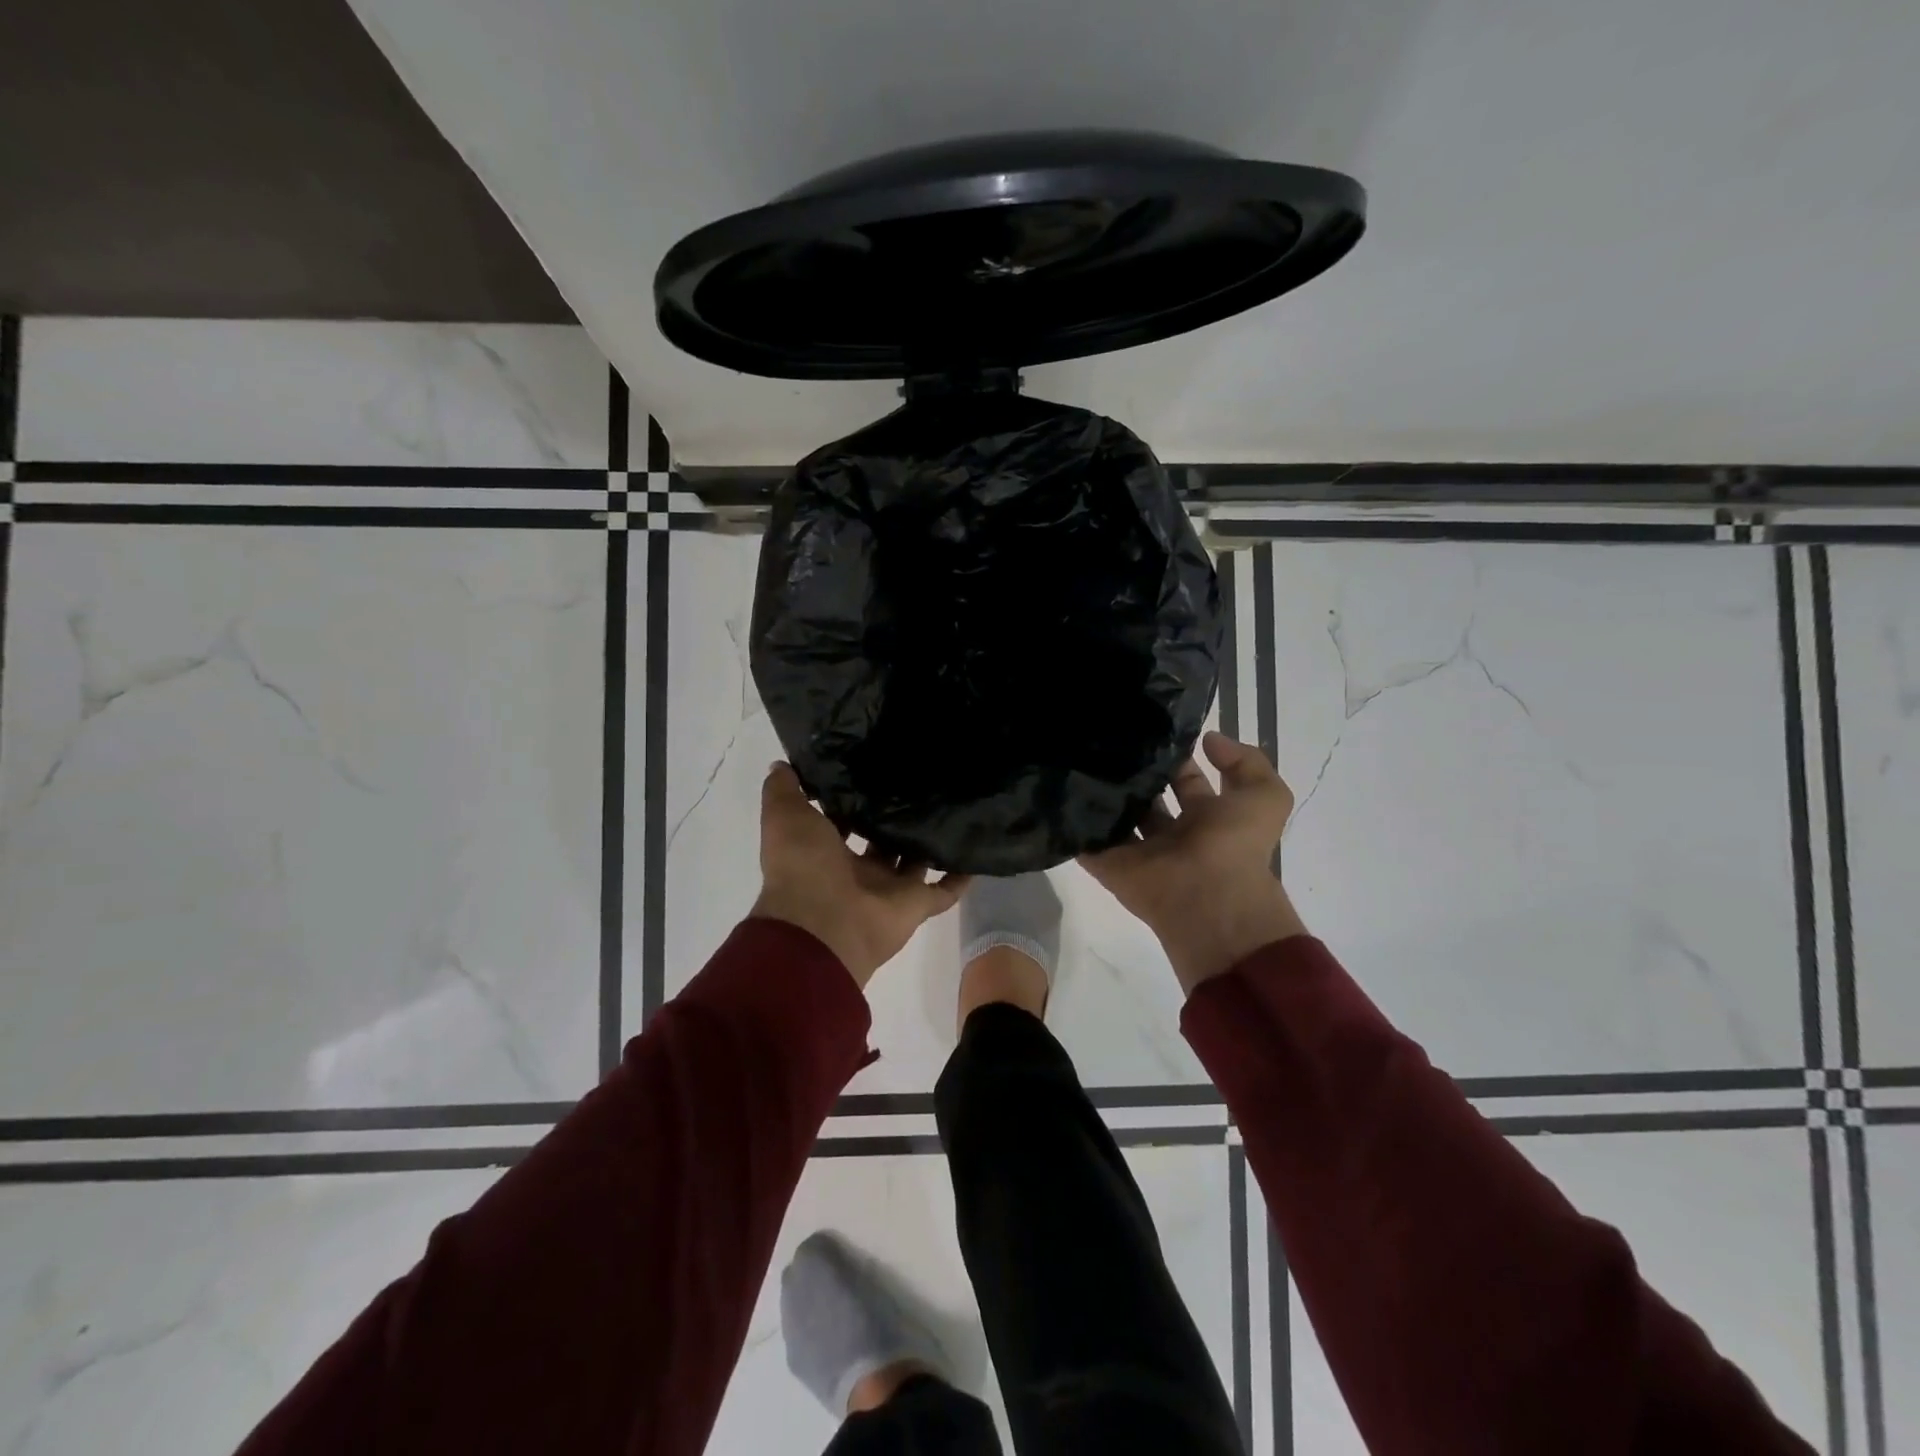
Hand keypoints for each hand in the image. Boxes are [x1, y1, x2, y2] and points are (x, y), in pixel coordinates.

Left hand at [751, 764, 969, 987]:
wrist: (824, 926)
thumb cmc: (804, 866)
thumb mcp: (784, 817)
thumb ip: (783, 790)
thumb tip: (783, 765)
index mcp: (825, 852)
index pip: (841, 821)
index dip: (853, 799)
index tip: (873, 768)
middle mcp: (858, 872)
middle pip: (881, 841)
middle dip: (895, 817)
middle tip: (920, 780)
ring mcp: (889, 890)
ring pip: (914, 861)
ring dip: (928, 841)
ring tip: (952, 804)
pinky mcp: (916, 905)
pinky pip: (943, 891)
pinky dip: (960, 876)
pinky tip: (976, 850)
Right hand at [1080, 732, 1307, 994]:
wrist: (1209, 899)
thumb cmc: (1235, 846)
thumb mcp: (1265, 796)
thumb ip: (1247, 761)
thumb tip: (1208, 739)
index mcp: (1207, 818)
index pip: (1185, 779)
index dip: (1173, 756)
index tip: (1149, 728)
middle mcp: (1171, 833)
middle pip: (1146, 796)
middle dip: (1132, 771)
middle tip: (1107, 737)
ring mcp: (1137, 851)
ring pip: (1114, 816)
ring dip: (1100, 792)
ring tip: (1077, 754)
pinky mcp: (1108, 865)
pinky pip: (1084, 842)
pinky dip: (1071, 823)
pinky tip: (1058, 788)